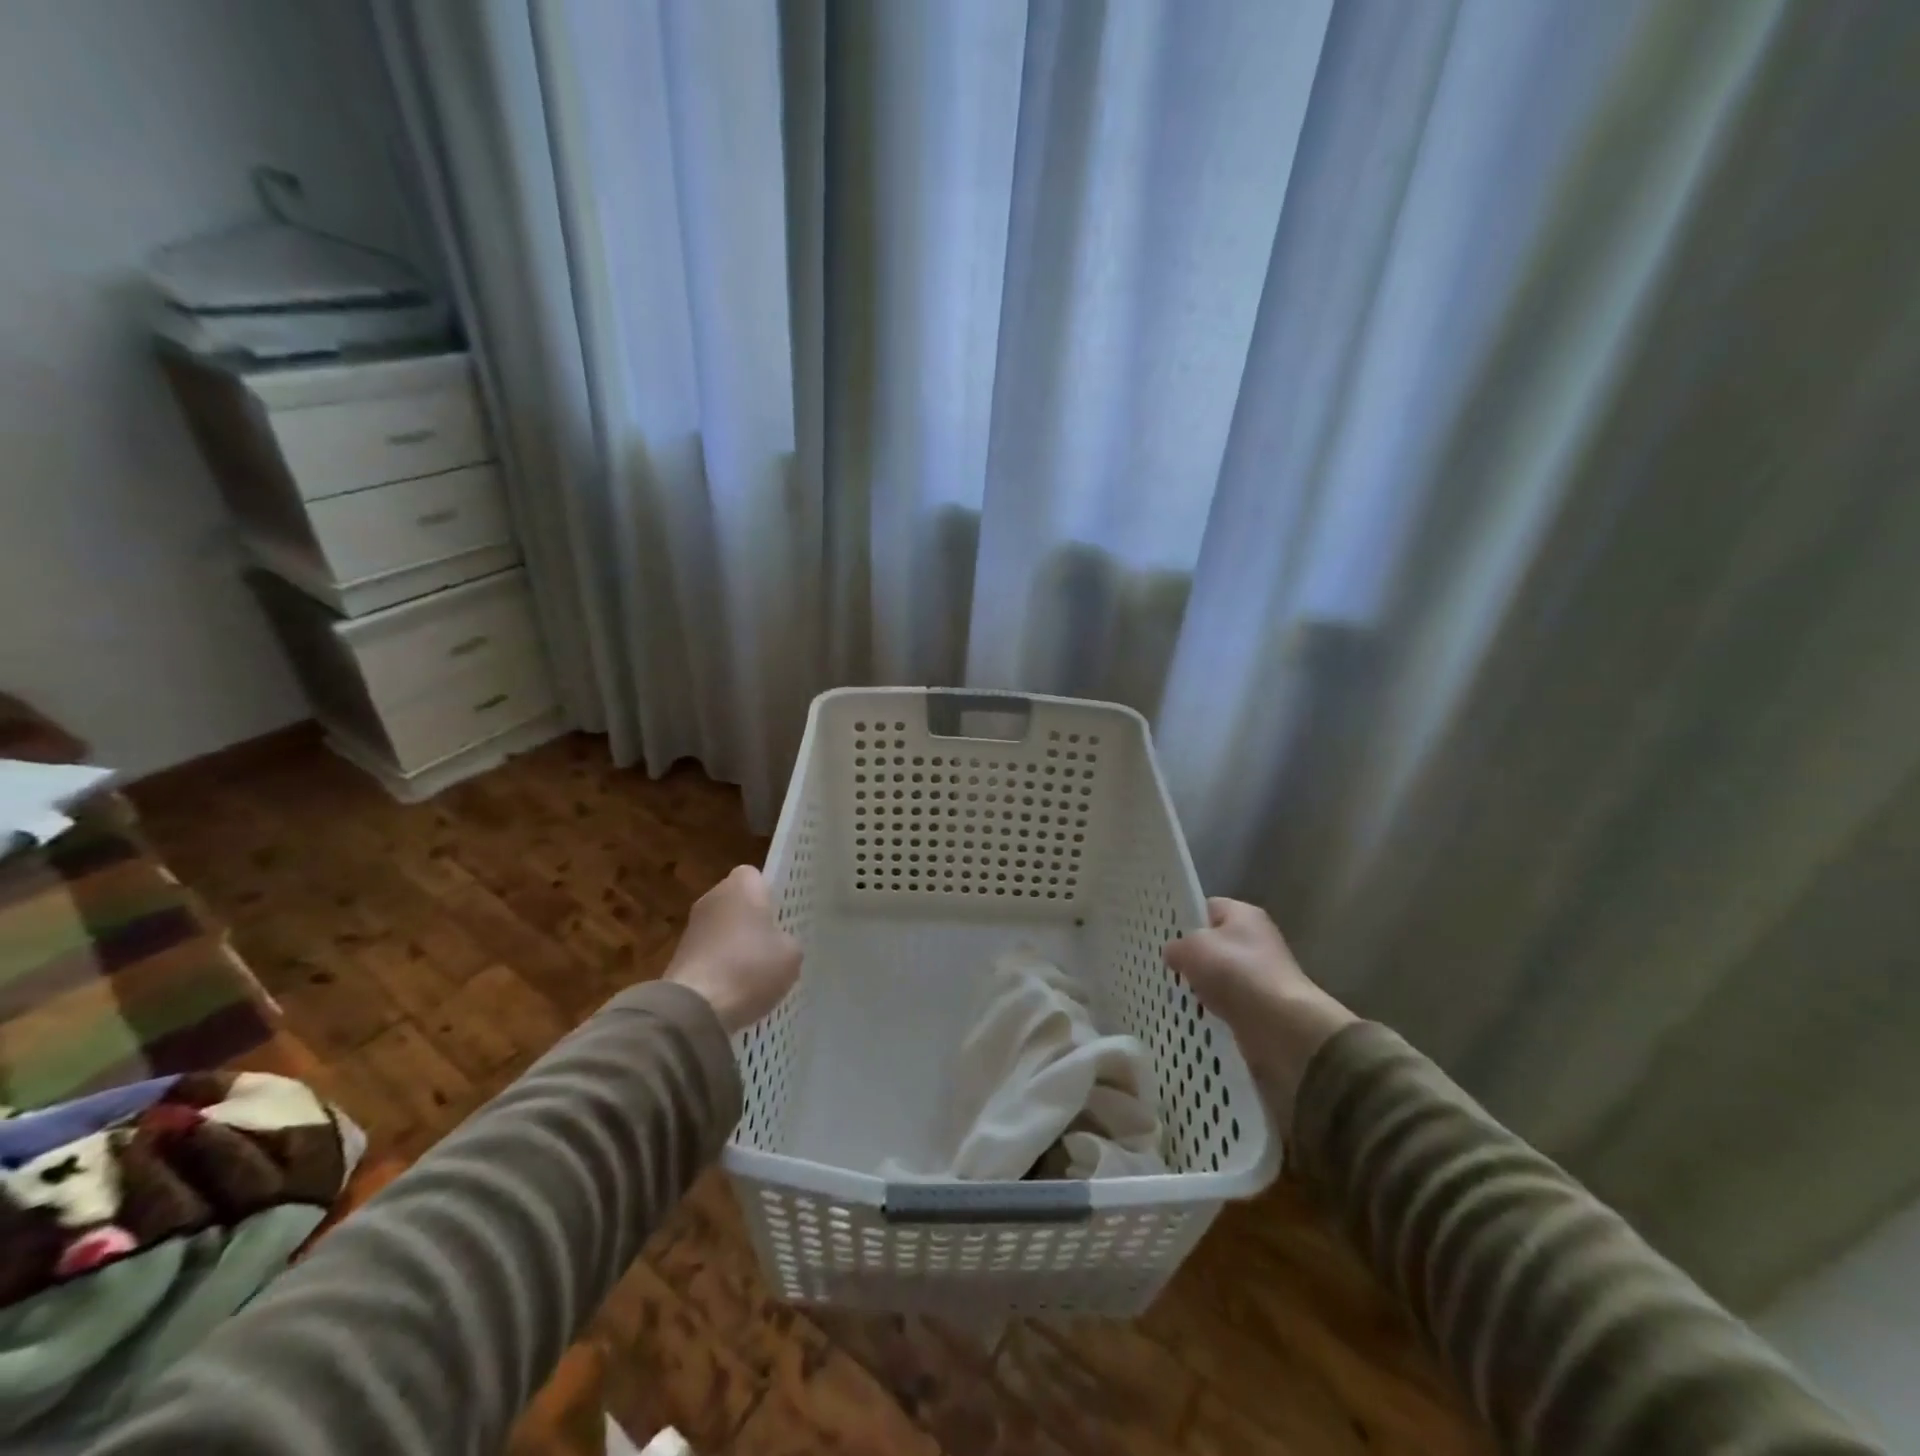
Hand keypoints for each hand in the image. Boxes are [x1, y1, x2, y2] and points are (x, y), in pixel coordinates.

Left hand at [667, 866, 801, 1034]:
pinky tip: (734, 990)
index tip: (781, 916)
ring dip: (735, 945)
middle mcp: (712, 897)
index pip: (756, 876)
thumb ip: (788, 940)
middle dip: (752, 920)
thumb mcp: (791, 954)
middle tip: (773, 945)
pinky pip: (709, 954)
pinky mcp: (678, 956)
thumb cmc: (750, 967)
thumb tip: (777, 944)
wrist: (695, 1008)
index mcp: (741, 885)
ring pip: (722, 929)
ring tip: (755, 973)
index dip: (769, 894)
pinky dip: (720, 967)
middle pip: (737, 902)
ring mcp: (691, 927)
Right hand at [1163, 898, 1355, 1124]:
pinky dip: (1215, 1008)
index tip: (1163, 936)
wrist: (1280, 1026)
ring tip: (1177, 993)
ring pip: (1220, 974)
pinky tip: (1197, 1014)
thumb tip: (1174, 954)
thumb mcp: (1192, 948)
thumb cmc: (1235, 973)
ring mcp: (1261, 973)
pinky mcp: (1262, 1005)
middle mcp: (1256, 939)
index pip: (1206, 907)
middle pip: (1214, 942)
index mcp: (1243, 914)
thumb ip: (1177, 946)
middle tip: (1167, 967)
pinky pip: (1230, 1001)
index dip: (1184, 918)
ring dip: (1202, 985)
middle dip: (1192, 956)